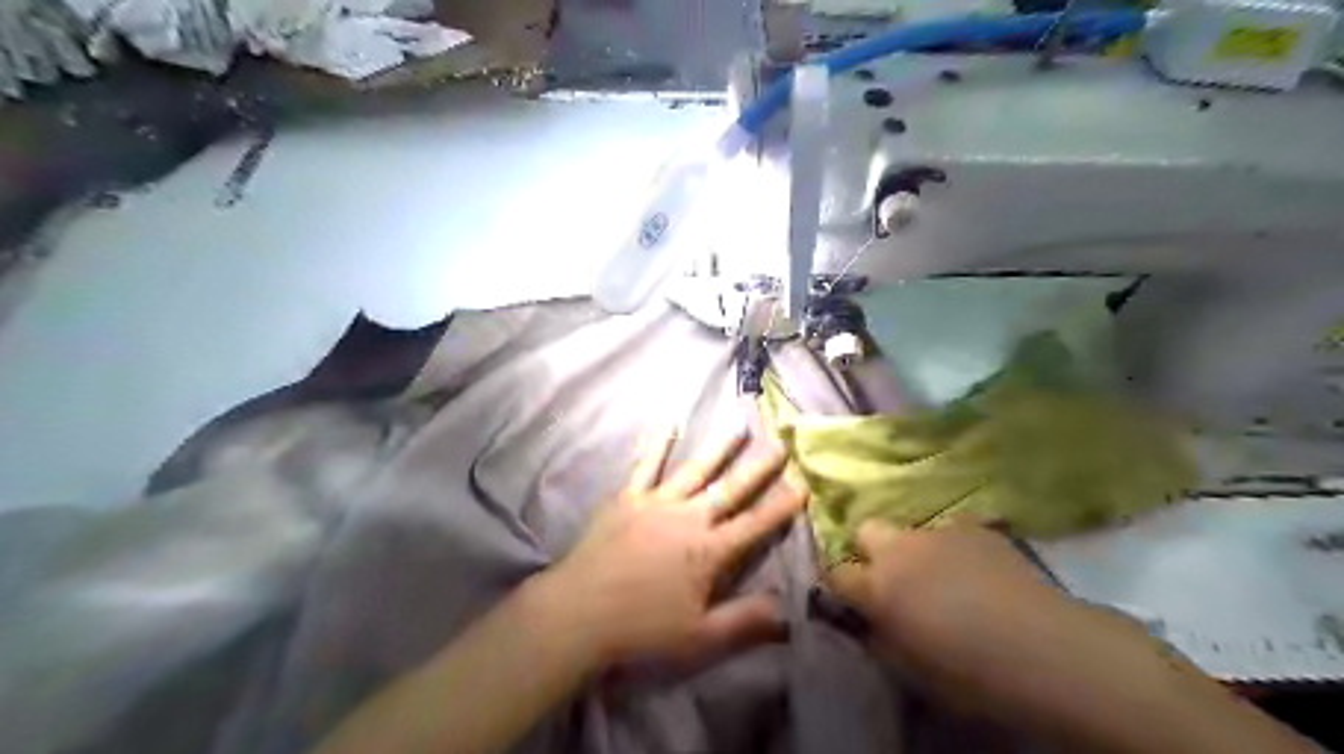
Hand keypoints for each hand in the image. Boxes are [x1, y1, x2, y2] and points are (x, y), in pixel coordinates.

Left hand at [541, 426, 808, 667]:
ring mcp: (657, 503)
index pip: (755, 524)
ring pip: (696, 469)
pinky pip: (645, 465)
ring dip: (719, 447)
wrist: (578, 613)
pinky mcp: (628, 498)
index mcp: (709, 551)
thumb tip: (789, 612)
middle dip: (759, 467)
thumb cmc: (641, 628)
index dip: (782, 506)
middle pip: (731, 488)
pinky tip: (668, 421)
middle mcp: (689, 518)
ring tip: (739, 425)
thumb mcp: (700, 637)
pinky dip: (657, 442)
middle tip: (780, 442)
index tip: (804, 484)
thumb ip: (745, 621)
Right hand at [832, 524, 1072, 676]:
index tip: (852, 599)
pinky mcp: (974, 527)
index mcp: (876, 586)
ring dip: (916, 549)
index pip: (835, 573)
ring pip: (912, 530)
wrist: (1041, 648)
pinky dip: (955, 546)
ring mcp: (937, 532)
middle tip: (893, 578)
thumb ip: (879, 638)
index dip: (841, 586)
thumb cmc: (968, 673)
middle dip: (870, 550)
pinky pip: (953, 529)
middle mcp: (899, 549)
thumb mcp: (909, 670)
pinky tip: (976, 569)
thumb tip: (868, 623)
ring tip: (943, 576)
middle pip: (865, 530)